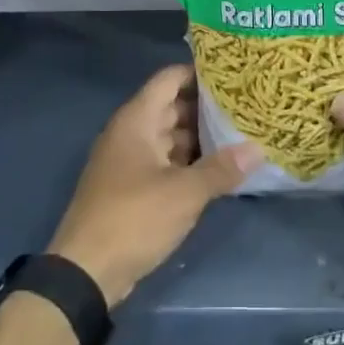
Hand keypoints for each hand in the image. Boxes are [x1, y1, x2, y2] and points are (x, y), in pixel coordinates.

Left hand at [48, 64, 260, 306]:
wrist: (85, 272)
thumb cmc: (134, 218)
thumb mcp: (184, 193)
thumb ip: (221, 168)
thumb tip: (258, 149)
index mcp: (136, 120)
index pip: (169, 79)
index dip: (198, 72)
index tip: (233, 73)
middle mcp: (130, 133)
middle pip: (171, 107)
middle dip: (206, 107)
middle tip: (246, 105)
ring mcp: (129, 161)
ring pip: (169, 136)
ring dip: (199, 137)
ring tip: (239, 134)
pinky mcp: (131, 188)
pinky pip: (164, 162)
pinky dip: (188, 161)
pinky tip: (217, 169)